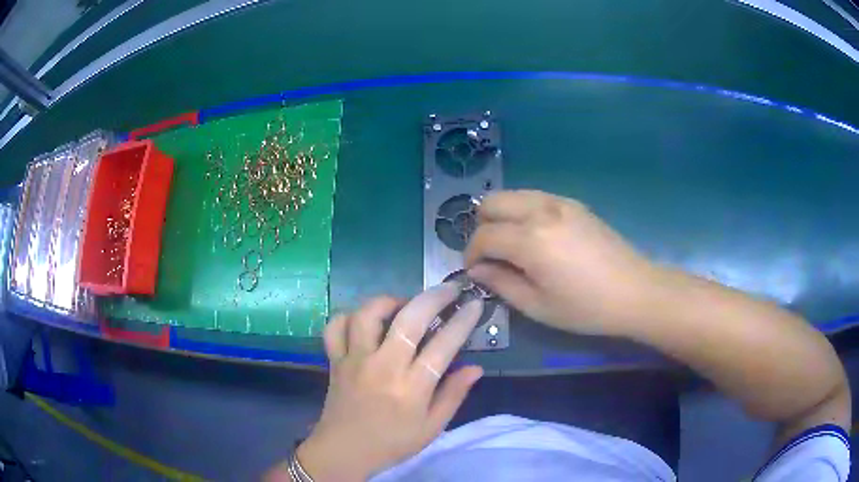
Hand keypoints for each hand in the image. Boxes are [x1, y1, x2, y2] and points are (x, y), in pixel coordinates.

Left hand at [283, 286, 483, 481]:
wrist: (344, 451)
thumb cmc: (392, 443)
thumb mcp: (432, 428)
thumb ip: (454, 395)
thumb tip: (476, 367)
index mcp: (411, 388)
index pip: (443, 345)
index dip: (462, 321)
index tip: (475, 304)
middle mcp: (383, 367)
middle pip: (409, 319)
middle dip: (434, 297)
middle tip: (450, 288)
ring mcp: (354, 360)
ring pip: (368, 315)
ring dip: (389, 301)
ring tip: (404, 304)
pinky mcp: (335, 360)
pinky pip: (335, 327)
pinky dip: (349, 316)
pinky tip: (364, 321)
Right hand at [465, 190, 659, 335]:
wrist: (635, 292)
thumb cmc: (586, 308)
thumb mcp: (538, 306)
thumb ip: (501, 283)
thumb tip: (476, 270)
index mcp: (530, 240)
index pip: (484, 236)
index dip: (471, 254)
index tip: (474, 272)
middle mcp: (541, 211)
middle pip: (492, 202)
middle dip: (482, 227)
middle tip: (492, 255)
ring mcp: (560, 202)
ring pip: (513, 194)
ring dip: (503, 216)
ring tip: (512, 245)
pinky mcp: (574, 203)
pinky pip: (535, 197)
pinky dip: (524, 212)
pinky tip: (537, 237)